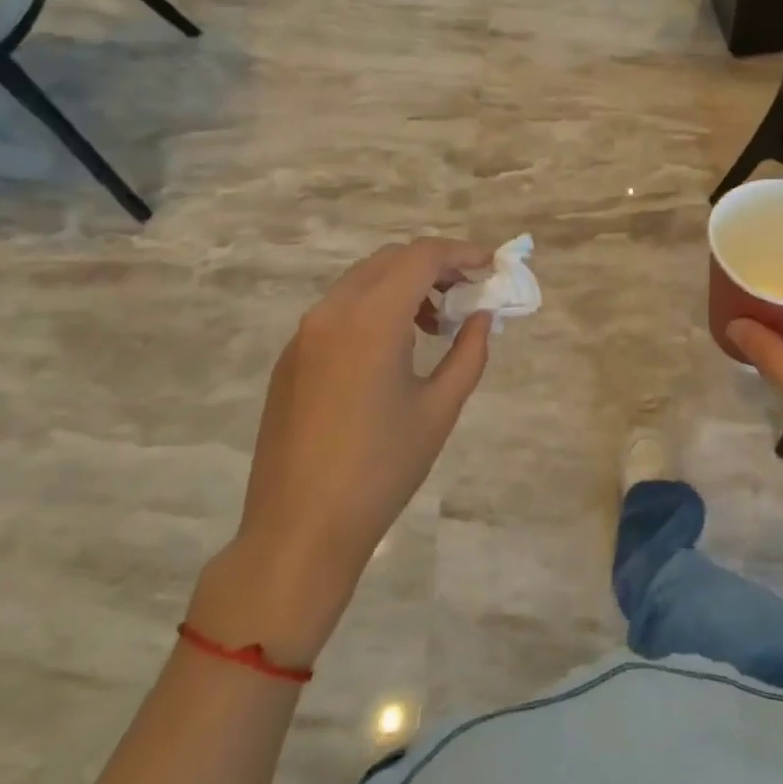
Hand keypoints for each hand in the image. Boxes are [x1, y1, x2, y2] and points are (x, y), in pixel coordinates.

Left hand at [189, 238, 494, 663]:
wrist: (299, 530)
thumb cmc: (381, 469)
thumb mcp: (439, 409)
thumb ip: (469, 353)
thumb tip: (482, 317)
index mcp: (371, 319)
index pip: (422, 257)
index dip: (461, 253)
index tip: (490, 266)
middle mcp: (332, 312)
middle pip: (390, 260)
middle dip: (434, 266)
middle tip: (467, 292)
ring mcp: (304, 334)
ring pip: (362, 281)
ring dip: (403, 286)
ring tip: (434, 325)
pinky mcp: (291, 357)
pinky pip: (339, 310)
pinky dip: (374, 308)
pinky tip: (393, 350)